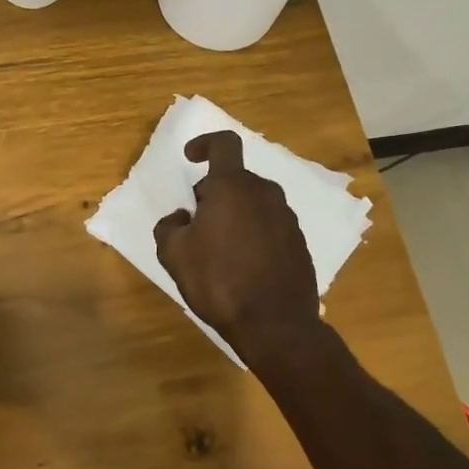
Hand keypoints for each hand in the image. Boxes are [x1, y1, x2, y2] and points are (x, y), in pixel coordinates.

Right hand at [154, 131, 319, 357]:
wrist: (274, 324)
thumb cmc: (218, 281)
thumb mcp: (174, 254)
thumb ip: (169, 226)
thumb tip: (182, 218)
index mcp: (233, 187)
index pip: (223, 144)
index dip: (204, 143)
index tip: (190, 158)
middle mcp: (265, 194)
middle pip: (234, 180)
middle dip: (212, 195)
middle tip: (195, 228)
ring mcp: (287, 218)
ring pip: (252, 204)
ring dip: (233, 217)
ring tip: (217, 253)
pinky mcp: (299, 243)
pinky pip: (268, 227)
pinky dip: (252, 236)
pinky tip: (241, 268)